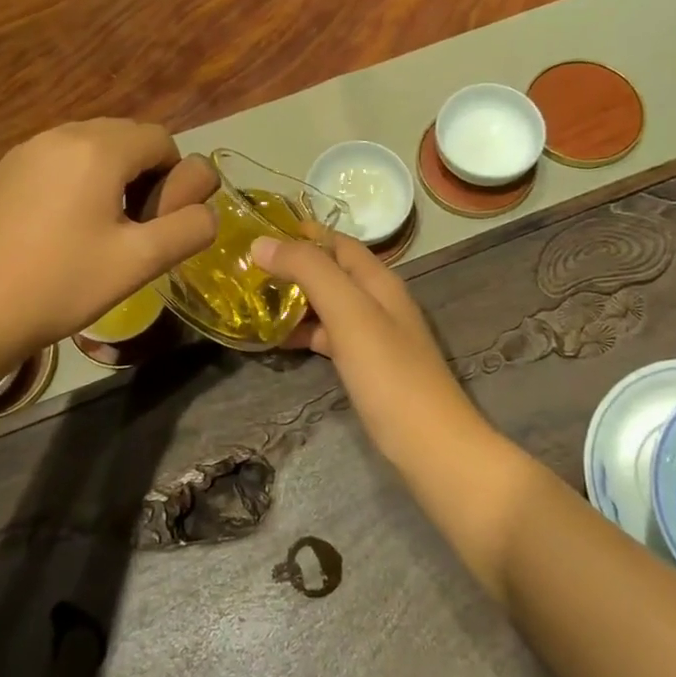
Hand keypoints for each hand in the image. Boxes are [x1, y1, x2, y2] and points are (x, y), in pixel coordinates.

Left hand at [0, 120, 217, 352]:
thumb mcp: (139, 262)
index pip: (160, 139)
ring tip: (99, 229)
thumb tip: (206, 211)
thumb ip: (189, 229)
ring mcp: (27, 150)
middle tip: (133, 227)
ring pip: (91, 146)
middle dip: (144, 173)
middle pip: (126, 136)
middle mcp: (62, 134)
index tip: (158, 223)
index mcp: (98, 149)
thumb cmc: (60, 284)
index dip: (174, 178)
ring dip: (111, 175)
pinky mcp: (4, 170)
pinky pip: (59, 159)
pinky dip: (77, 179)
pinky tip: (62, 227)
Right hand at [250, 233, 479, 462]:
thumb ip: (308, 271)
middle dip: (292, 266)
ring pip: (328, 305)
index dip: (302, 232)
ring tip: (253, 301)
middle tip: (246, 269)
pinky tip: (278, 341)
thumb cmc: (389, 373)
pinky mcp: (368, 366)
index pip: (337, 242)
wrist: (430, 445)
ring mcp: (374, 336)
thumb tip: (261, 242)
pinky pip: (330, 337)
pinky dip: (304, 332)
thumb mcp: (348, 312)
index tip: (258, 230)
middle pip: (331, 272)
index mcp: (378, 281)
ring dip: (295, 300)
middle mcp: (378, 301)